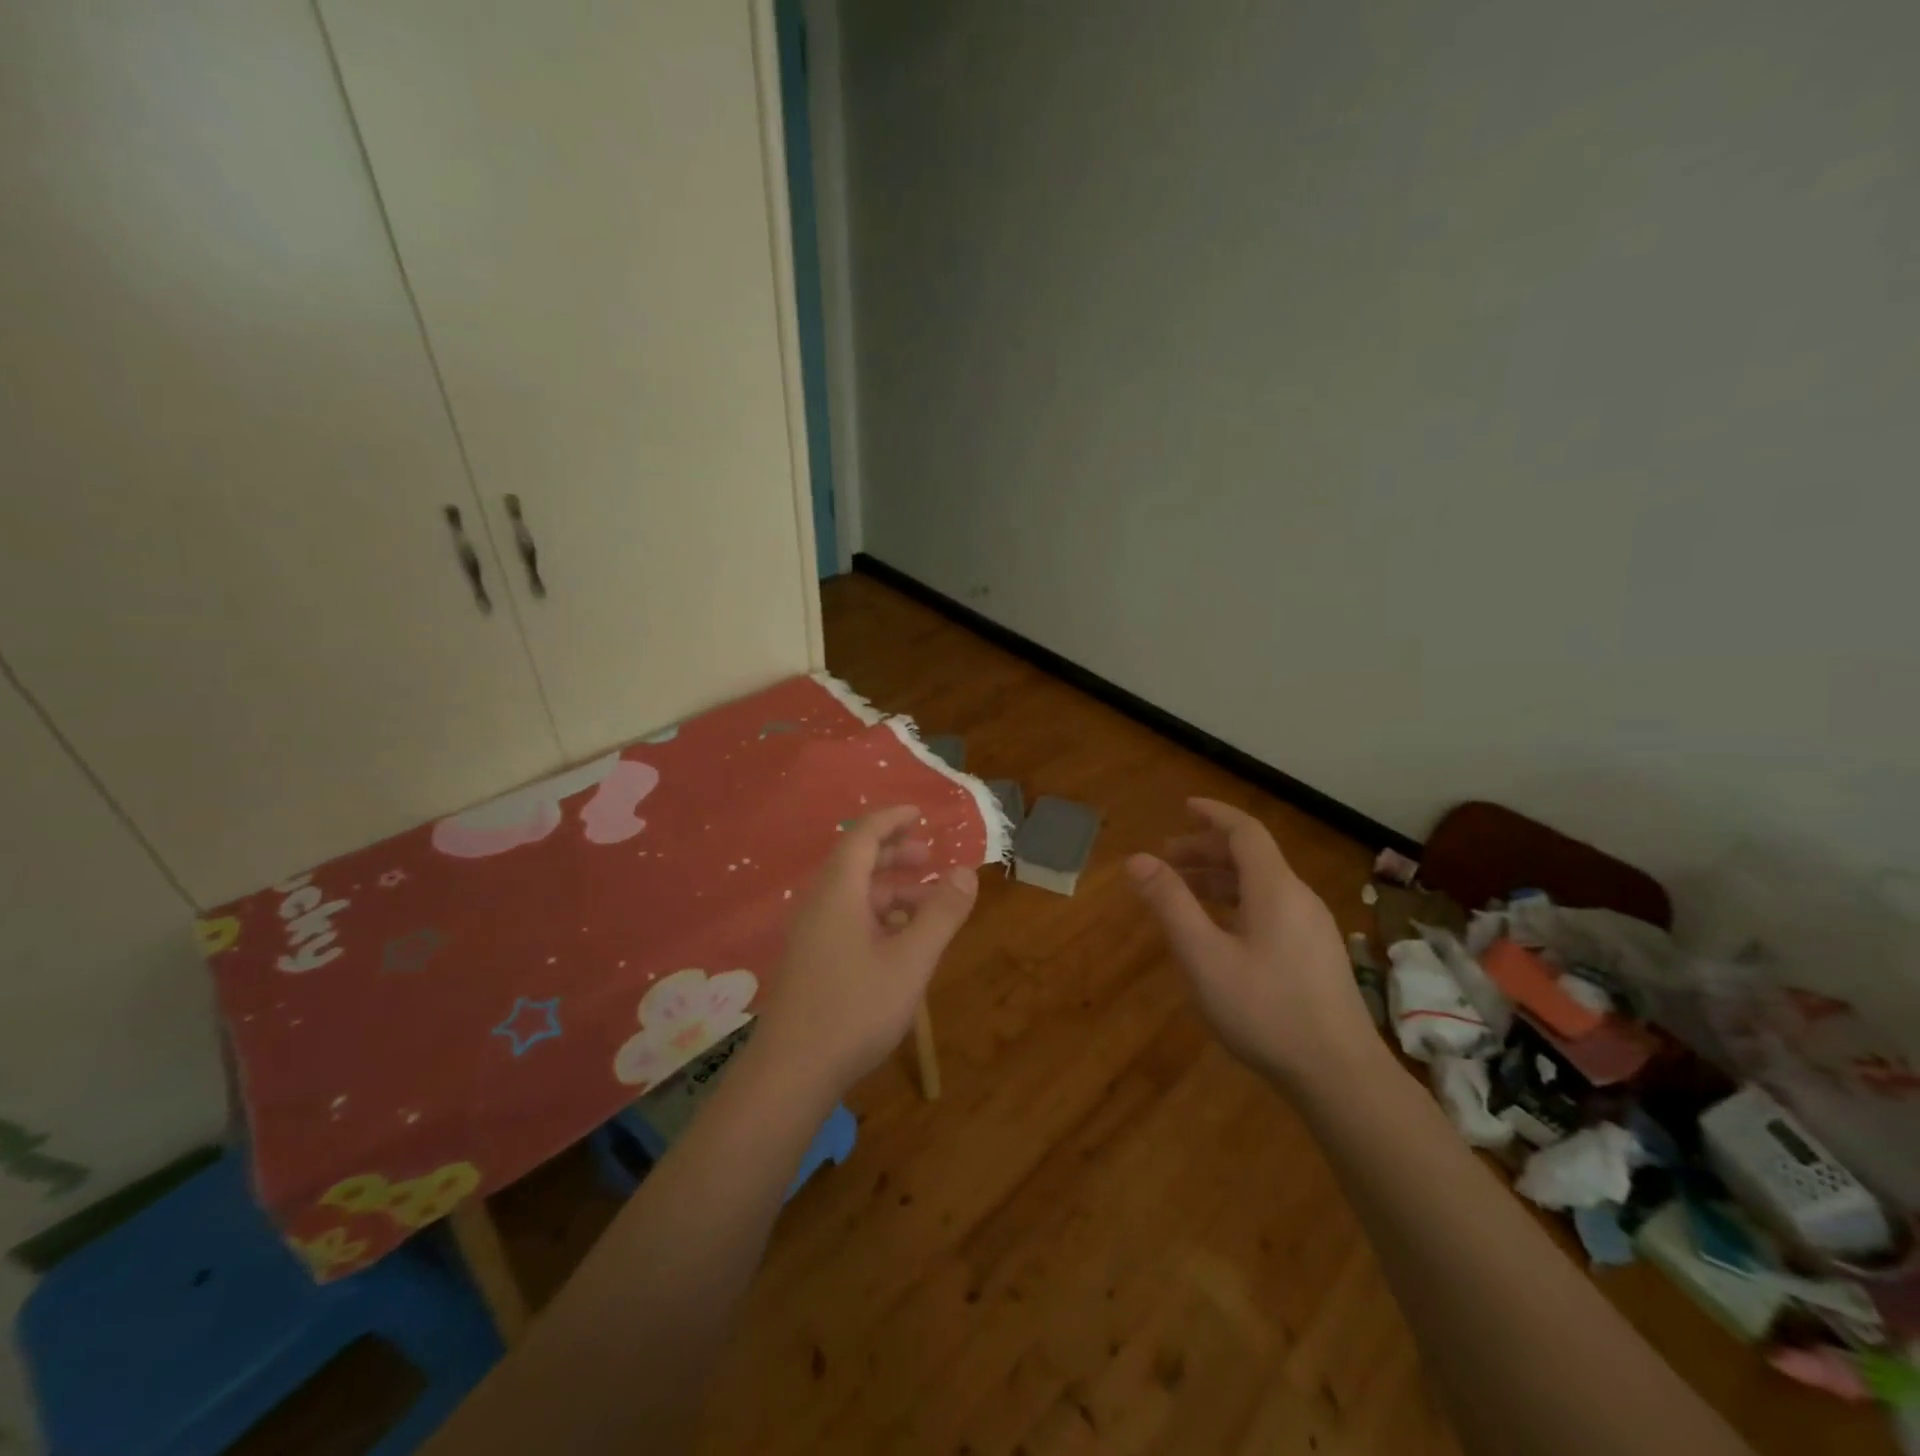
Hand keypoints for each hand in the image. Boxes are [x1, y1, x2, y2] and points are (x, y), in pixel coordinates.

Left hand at [755, 805, 978, 1091]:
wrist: (790, 1073)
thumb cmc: (854, 1009)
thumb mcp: (911, 960)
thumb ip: (941, 914)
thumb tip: (966, 872)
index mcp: (839, 892)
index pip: (864, 836)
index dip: (892, 819)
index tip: (920, 812)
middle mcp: (819, 904)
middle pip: (856, 862)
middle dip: (895, 854)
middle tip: (930, 858)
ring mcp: (810, 934)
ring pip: (853, 895)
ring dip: (890, 890)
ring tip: (927, 905)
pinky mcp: (809, 960)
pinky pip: (845, 919)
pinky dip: (876, 916)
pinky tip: (899, 941)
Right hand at [1127, 798, 1377, 1087]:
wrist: (1341, 1075)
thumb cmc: (1265, 1010)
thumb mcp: (1204, 956)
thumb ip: (1170, 904)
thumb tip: (1137, 859)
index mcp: (1275, 889)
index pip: (1245, 832)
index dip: (1213, 814)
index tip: (1184, 806)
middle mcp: (1299, 898)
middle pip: (1252, 857)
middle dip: (1207, 850)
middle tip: (1167, 859)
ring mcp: (1314, 928)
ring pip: (1263, 885)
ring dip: (1221, 878)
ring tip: (1185, 891)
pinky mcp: (1317, 954)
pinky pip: (1273, 908)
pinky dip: (1239, 902)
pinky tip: (1220, 930)